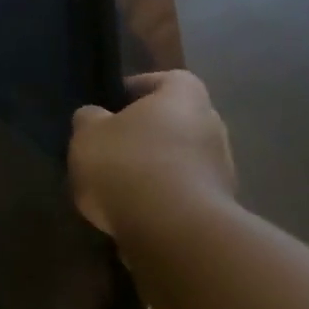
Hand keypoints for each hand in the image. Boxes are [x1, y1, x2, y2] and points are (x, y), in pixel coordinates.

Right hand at [69, 71, 235, 242]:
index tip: (110, 105)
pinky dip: (160, 196)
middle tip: (110, 146)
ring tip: (116, 184)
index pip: (166, 79)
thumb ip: (88, 119)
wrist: (171, 228)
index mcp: (184, 96)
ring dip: (153, 166)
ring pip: (179, 157)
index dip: (137, 89)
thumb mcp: (87, 135)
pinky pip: (182, 190)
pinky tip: (132, 210)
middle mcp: (212, 124)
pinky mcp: (217, 204)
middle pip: (174, 120)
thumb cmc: (127, 165)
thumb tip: (94, 116)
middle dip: (145, 132)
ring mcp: (221, 167)